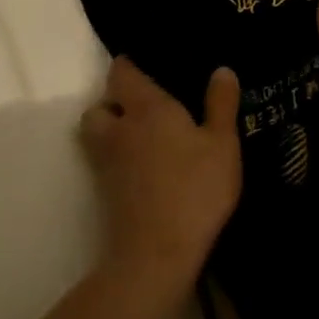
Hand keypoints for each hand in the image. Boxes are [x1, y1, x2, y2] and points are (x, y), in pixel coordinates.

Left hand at [81, 58, 241, 278]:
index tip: (145, 64)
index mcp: (147, 108)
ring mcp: (107, 163)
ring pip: (96, 135)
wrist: (157, 254)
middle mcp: (119, 129)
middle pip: (99, 105)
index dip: (128, 65)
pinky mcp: (105, 193)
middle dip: (113, 101)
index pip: (122, 73)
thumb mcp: (223, 143)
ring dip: (110, 130)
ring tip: (141, 137)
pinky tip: (145, 167)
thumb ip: (221, 104)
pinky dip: (117, 159)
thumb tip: (221, 69)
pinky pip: (104, 162)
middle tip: (142, 105)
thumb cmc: (195, 189)